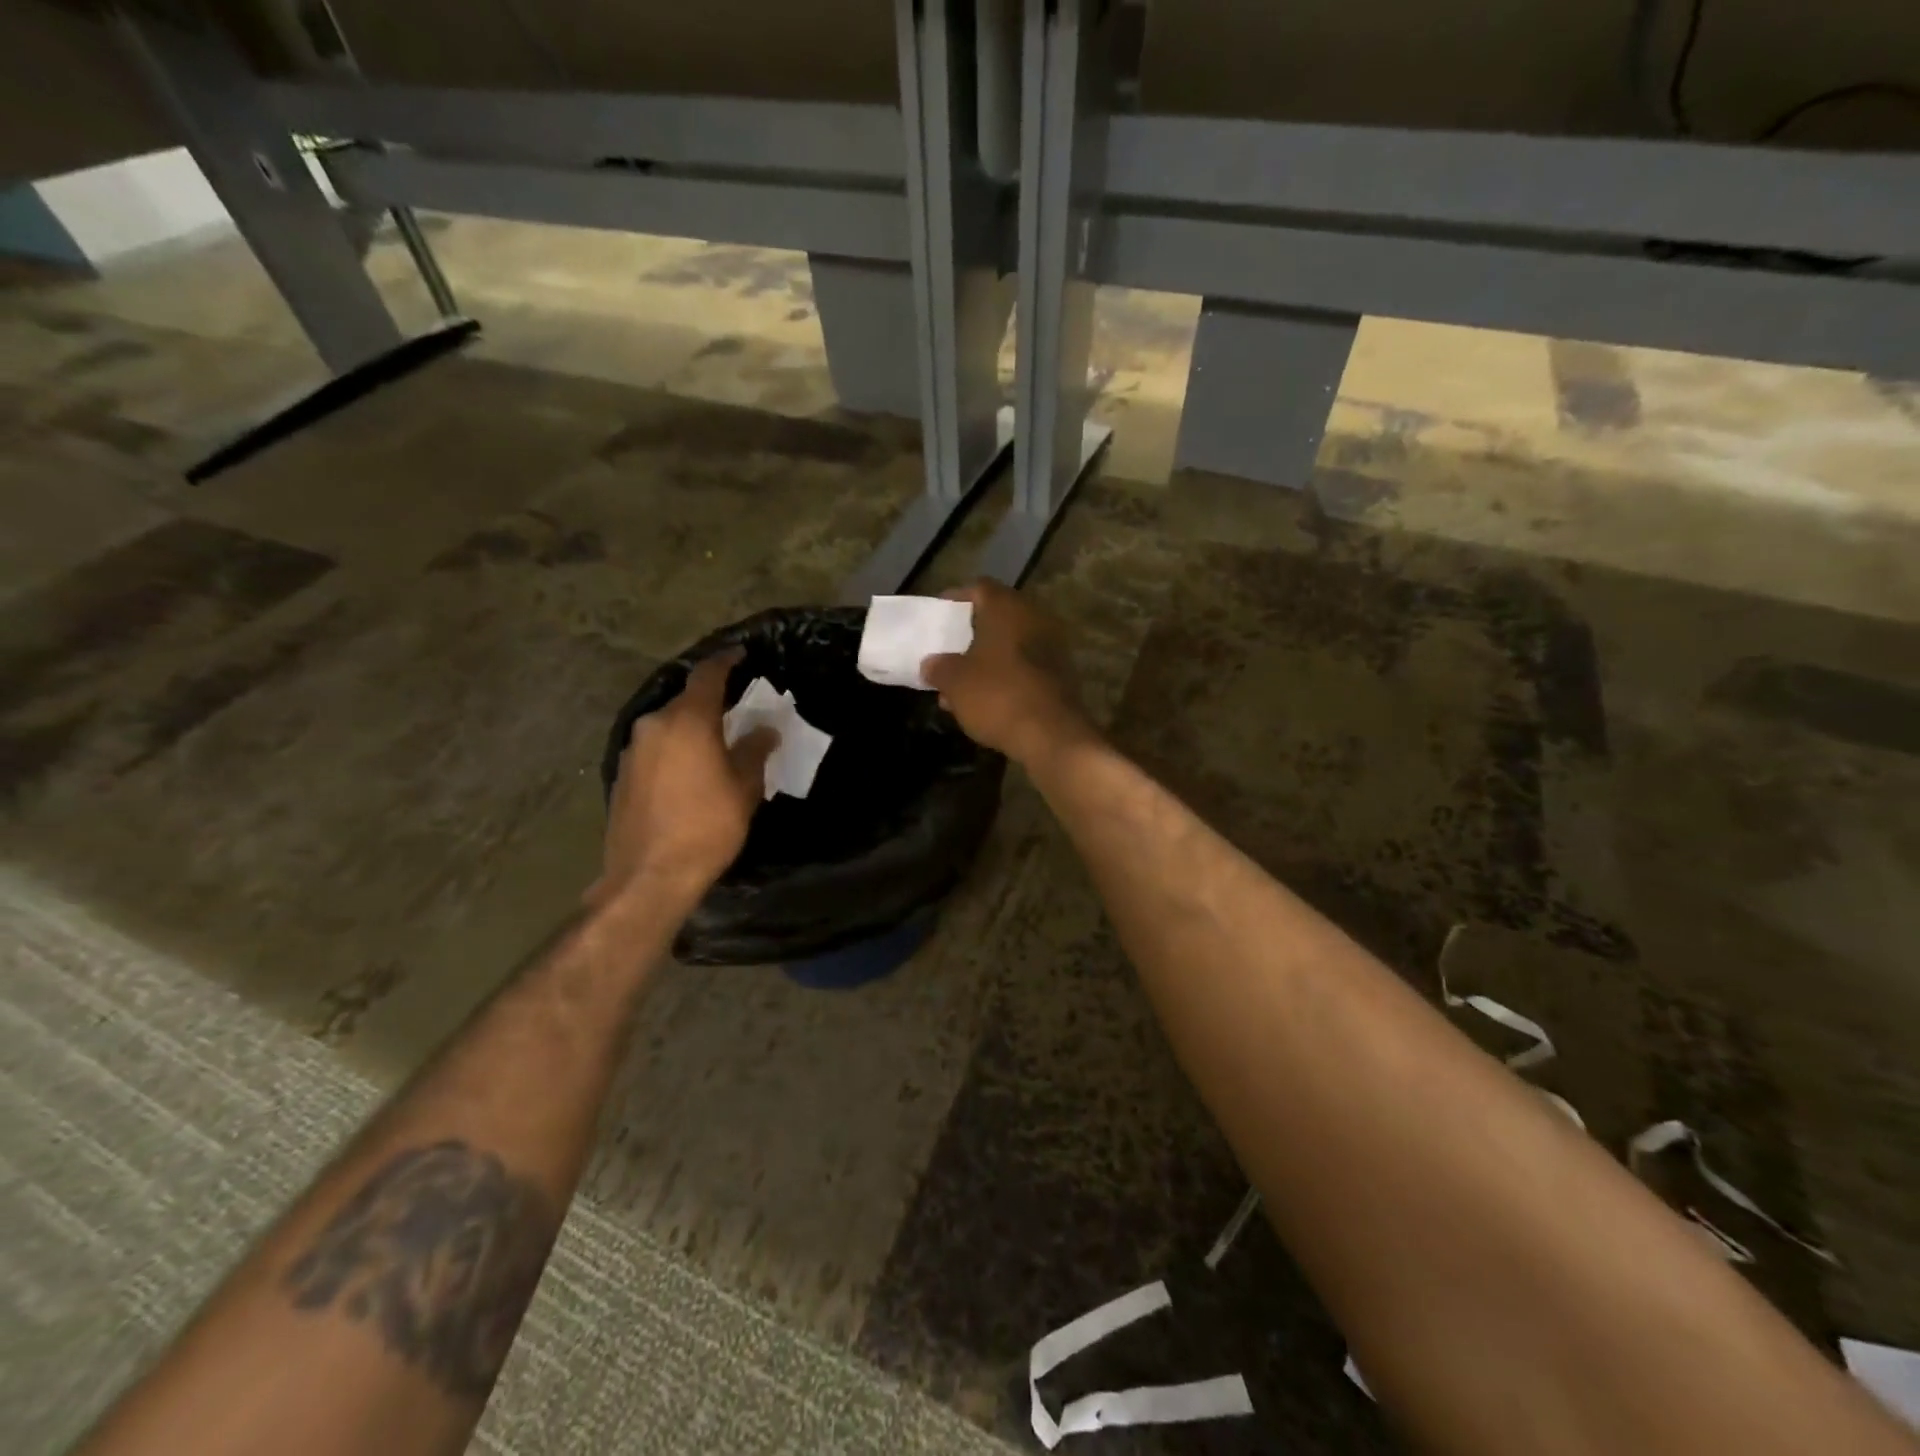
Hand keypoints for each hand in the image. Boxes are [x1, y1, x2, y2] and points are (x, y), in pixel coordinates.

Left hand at [592, 650, 776, 910]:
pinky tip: (689, 772)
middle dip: (710, 702)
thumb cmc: (707, 826)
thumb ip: (754, 751)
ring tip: (714, 744)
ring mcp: (632, 750)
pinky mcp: (621, 775)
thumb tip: (764, 730)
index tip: (741, 654)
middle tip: (735, 711)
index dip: (726, 661)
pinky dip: (674, 750)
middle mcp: (653, 725)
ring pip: (667, 726)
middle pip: (685, 701)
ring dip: (690, 728)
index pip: (708, 675)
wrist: (649, 875)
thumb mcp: (744, 788)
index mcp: (687, 721)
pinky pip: (654, 749)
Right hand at [921, 581, 1093, 766]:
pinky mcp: (1061, 676)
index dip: (956, 599)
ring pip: (1010, 646)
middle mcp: (1034, 618)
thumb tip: (931, 664)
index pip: (979, 588)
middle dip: (970, 635)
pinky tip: (985, 701)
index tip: (939, 616)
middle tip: (948, 651)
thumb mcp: (955, 682)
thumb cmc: (997, 695)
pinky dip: (1005, 677)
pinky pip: (1024, 668)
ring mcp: (1052, 647)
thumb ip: (939, 667)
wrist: (1051, 735)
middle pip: (997, 618)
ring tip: (959, 685)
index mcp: (1008, 608)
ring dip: (986, 661)